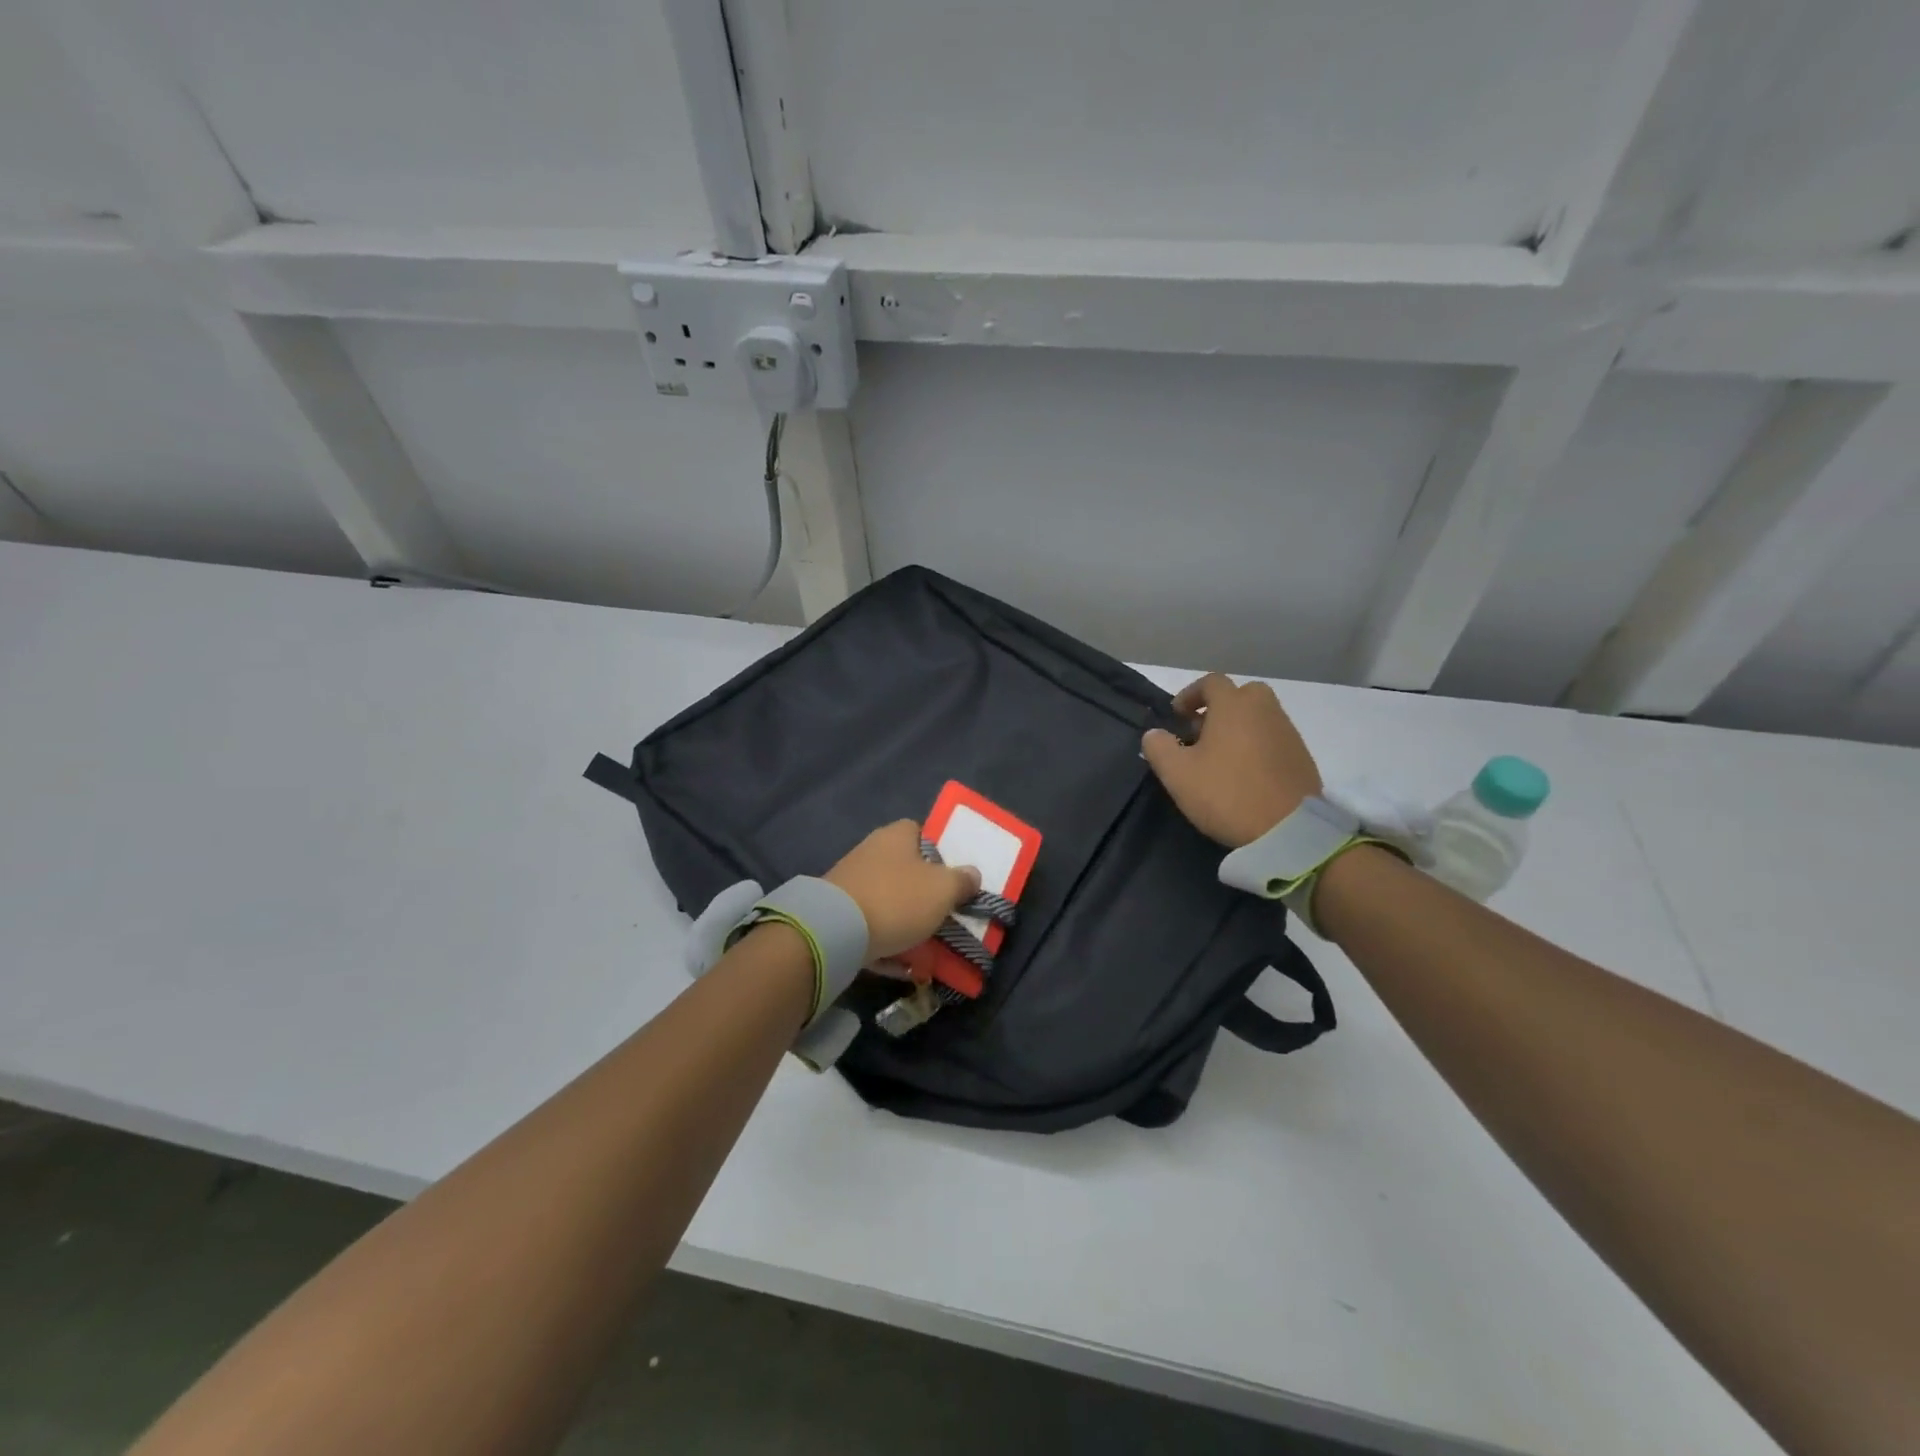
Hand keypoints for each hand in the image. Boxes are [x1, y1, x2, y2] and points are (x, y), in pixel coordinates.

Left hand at [826, 820, 981, 961]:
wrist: (835, 931)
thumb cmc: (897, 899)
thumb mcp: (943, 889)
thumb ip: (962, 881)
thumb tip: (972, 874)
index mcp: (896, 835)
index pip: (921, 832)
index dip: (940, 852)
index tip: (954, 877)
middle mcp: (871, 851)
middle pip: (905, 868)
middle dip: (924, 892)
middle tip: (945, 913)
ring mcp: (851, 882)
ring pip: (889, 900)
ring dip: (906, 920)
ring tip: (929, 946)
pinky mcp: (838, 913)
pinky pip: (871, 927)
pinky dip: (887, 943)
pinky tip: (902, 966)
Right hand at [1141, 674, 1321, 847]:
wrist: (1289, 829)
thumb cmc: (1226, 793)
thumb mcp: (1178, 774)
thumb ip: (1159, 747)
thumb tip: (1154, 734)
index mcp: (1234, 705)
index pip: (1211, 682)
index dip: (1190, 695)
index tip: (1177, 716)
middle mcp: (1265, 709)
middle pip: (1241, 695)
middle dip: (1219, 708)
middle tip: (1201, 733)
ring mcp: (1287, 732)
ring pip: (1258, 717)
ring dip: (1238, 728)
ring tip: (1220, 757)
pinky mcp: (1302, 756)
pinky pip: (1273, 739)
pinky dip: (1257, 746)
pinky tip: (1245, 773)